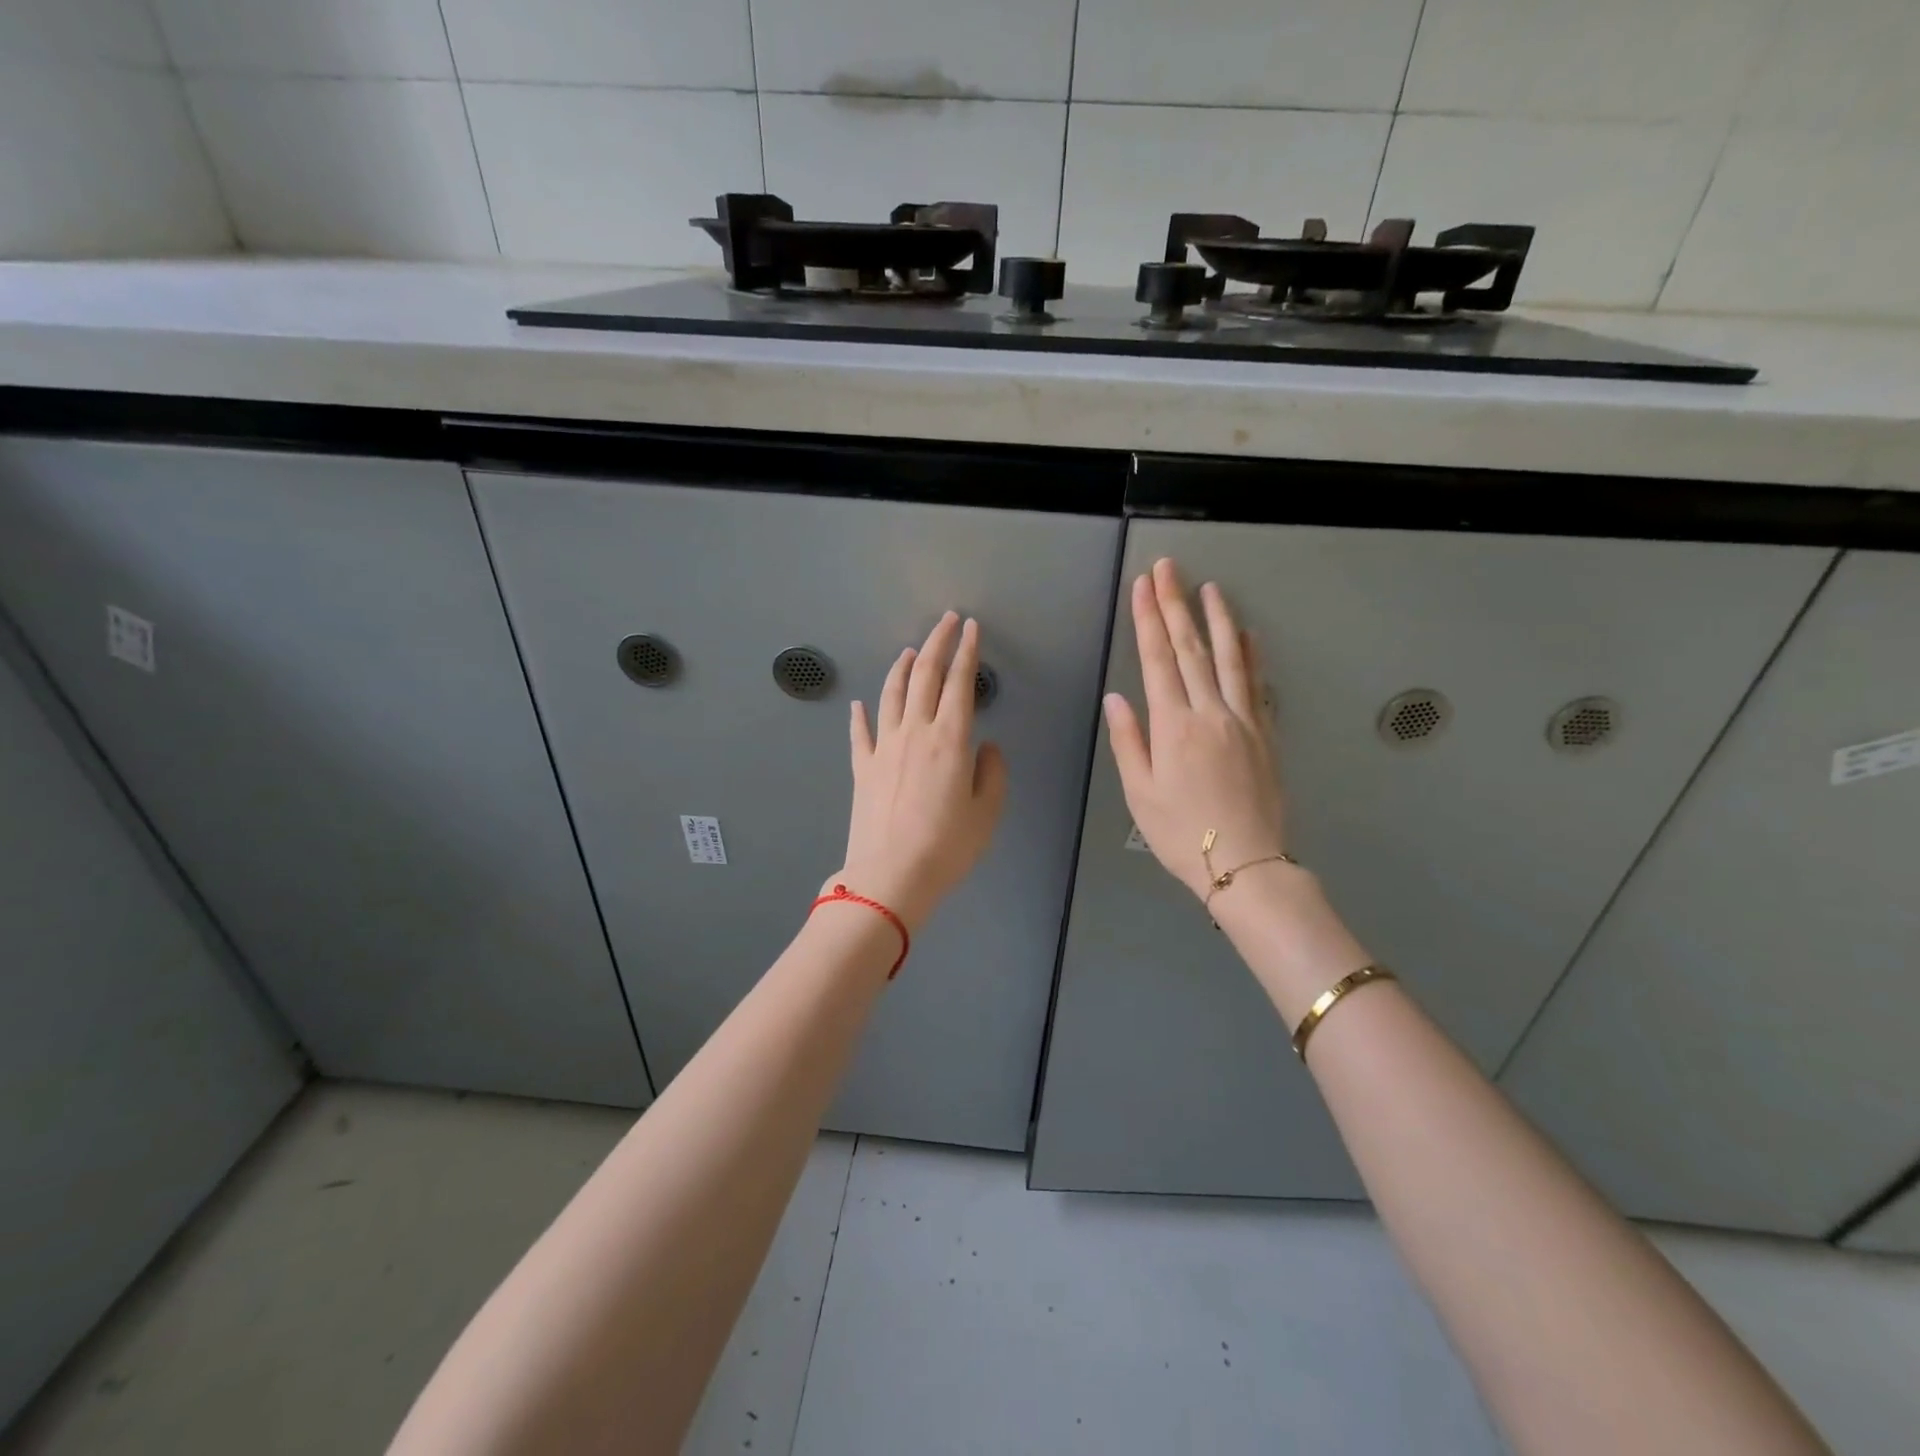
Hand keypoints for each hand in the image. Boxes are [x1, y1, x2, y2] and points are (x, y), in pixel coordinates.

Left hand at [837, 612, 1008, 932]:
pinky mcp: (862, 768)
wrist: (890, 876)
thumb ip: (992, 772)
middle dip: (937, 643)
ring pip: (891, 694)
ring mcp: (883, 748)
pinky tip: (859, 704)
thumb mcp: (987, 812)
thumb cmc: (947, 847)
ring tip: (909, 650)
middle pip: (924, 676)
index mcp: (950, 740)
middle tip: (946, 621)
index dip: (967, 652)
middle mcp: (914, 732)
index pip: (960, 683)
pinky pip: (861, 733)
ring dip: (901, 667)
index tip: (972, 628)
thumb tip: (985, 747)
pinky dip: (860, 715)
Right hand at [1104, 559, 1289, 901]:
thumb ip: (1128, 741)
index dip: (1148, 619)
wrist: (1245, 863)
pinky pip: (1258, 683)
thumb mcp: (1140, 793)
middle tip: (1169, 568)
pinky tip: (1249, 634)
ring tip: (1209, 587)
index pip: (1157, 660)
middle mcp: (1210, 712)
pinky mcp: (1265, 733)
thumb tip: (1116, 698)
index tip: (1142, 586)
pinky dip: (1252, 654)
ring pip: (1230, 657)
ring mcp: (1243, 719)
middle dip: (1176, 604)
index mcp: (1173, 726)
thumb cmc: (1180, 833)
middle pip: (1191, 648)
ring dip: (1218, 618)